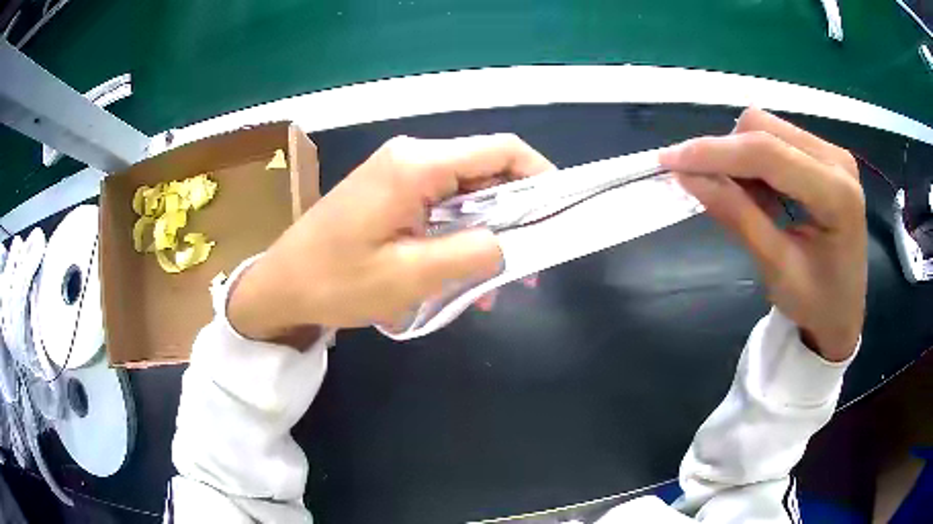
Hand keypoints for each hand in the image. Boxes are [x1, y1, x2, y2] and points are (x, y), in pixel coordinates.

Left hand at [228, 134, 553, 343]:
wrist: (281, 285)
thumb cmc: (336, 281)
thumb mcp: (410, 276)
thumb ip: (471, 253)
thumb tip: (510, 241)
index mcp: (417, 165)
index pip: (500, 149)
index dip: (540, 175)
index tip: (558, 213)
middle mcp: (412, 157)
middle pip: (486, 170)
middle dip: (515, 214)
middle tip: (528, 264)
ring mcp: (400, 172)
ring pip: (467, 192)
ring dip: (487, 232)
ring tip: (495, 283)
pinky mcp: (391, 191)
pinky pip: (442, 205)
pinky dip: (461, 234)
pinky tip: (463, 273)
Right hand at [660, 107, 865, 361]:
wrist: (843, 314)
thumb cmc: (816, 304)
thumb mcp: (776, 269)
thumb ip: (738, 218)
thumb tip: (688, 176)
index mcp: (837, 194)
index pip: (767, 153)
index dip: (715, 152)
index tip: (671, 161)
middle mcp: (837, 161)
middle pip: (765, 127)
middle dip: (727, 153)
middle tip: (709, 190)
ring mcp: (833, 154)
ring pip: (767, 128)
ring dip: (740, 158)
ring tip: (742, 200)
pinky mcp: (825, 156)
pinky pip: (777, 139)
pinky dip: (755, 162)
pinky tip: (760, 195)